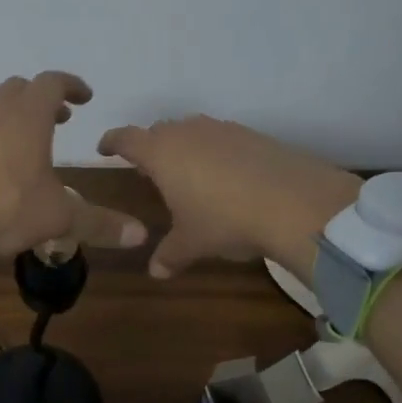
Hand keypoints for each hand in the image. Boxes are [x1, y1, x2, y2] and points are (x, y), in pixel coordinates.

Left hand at [0, 72, 146, 281]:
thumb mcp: (57, 219)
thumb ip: (99, 223)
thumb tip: (141, 234)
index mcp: (26, 116)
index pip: (52, 82)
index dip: (71, 85)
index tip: (84, 97)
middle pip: (20, 88)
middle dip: (42, 99)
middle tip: (59, 119)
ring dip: (12, 109)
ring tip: (25, 135)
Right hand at [97, 116, 360, 278]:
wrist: (296, 203)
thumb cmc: (225, 220)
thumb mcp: (192, 243)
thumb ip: (169, 254)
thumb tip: (155, 272)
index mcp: (161, 153)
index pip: (126, 138)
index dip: (112, 143)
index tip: (105, 149)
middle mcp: (187, 132)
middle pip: (159, 131)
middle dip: (150, 147)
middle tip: (149, 170)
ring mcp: (223, 129)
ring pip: (192, 131)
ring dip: (185, 147)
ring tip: (189, 173)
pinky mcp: (253, 135)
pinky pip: (222, 138)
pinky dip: (216, 152)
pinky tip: (227, 177)